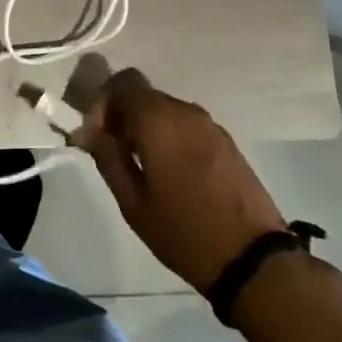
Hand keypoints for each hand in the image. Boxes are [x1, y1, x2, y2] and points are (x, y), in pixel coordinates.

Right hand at [76, 69, 288, 291]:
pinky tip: (171, 174)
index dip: (102, 102)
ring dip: (147, 128)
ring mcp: (210, 125)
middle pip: (144, 96)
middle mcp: (185, 111)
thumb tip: (87, 131)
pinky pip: (187, 126)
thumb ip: (108, 158)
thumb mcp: (133, 202)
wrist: (253, 259)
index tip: (96, 136)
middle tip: (113, 153)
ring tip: (141, 168)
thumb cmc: (184, 231)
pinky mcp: (226, 142)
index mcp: (158, 119)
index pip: (123, 82)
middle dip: (123, 117)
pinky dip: (170, 137)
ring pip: (166, 111)